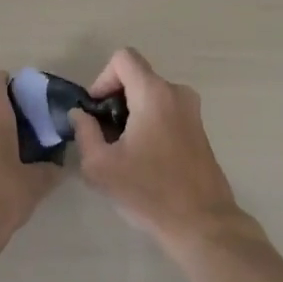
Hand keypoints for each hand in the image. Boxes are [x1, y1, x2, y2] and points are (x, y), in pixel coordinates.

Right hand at [68, 48, 256, 255]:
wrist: (201, 223)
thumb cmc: (148, 192)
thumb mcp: (101, 166)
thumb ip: (85, 132)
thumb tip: (80, 115)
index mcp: (154, 94)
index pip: (123, 58)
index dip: (102, 79)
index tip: (97, 112)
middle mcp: (177, 93)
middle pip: (136, 77)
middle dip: (114, 100)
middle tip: (104, 136)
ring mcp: (192, 111)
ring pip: (150, 95)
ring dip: (131, 113)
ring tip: (122, 150)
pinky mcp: (198, 129)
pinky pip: (165, 111)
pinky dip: (149, 123)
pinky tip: (143, 159)